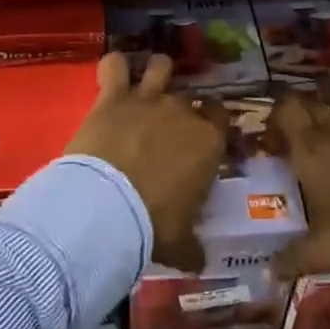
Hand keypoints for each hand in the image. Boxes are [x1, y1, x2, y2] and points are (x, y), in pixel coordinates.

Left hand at [67, 53, 227, 271]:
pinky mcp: (112, 98)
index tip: (202, 137)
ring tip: (147, 83)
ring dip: (157, 72)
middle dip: (182, 109)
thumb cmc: (154, 225)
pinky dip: (114, 67)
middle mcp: (183, 113)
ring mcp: (147, 100)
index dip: (212, 124)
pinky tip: (112, 73)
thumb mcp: (180, 244)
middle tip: (168, 128)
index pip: (221, 118)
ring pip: (161, 67)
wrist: (108, 208)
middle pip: (189, 98)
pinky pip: (114, 66)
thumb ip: (192, 248)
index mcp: (209, 143)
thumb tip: (199, 262)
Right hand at [267, 81, 329, 280]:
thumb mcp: (318, 251)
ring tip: (328, 92)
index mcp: (308, 151)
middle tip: (297, 110)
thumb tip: (268, 276)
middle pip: (314, 102)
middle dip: (302, 102)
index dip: (277, 113)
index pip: (286, 110)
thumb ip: (292, 259)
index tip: (274, 132)